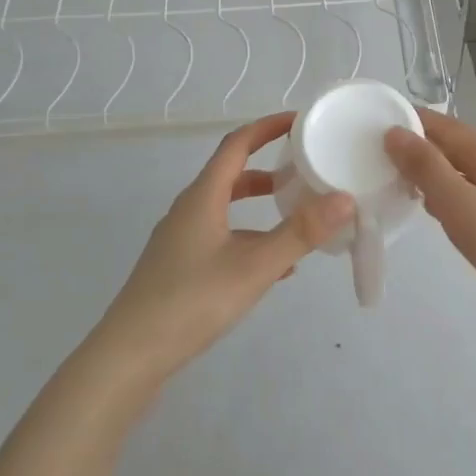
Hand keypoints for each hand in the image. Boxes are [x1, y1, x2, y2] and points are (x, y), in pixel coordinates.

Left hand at [95, 112, 353, 383]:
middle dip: (268, 165)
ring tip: (296, 212)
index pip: (237, 144)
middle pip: (231, 173)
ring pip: (226, 207)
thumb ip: (300, 233)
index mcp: (203, 196)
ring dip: (259, 203)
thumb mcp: (255, 266)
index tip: (299, 120)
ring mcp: (181, 239)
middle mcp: (189, 209)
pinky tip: (275, 266)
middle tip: (304, 166)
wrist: (130, 355)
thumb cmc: (192, 301)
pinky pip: (221, 236)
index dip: (267, 127)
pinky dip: (249, 236)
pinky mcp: (179, 267)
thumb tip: (345, 198)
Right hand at [384, 109, 475, 334]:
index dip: (413, 122)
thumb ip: (427, 169)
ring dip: (437, 177)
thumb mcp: (462, 206)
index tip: (374, 127)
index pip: (445, 126)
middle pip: (457, 149)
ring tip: (403, 188)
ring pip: (468, 177)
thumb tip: (395, 132)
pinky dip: (455, 202)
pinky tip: (445, 221)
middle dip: (421, 150)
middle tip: (380, 162)